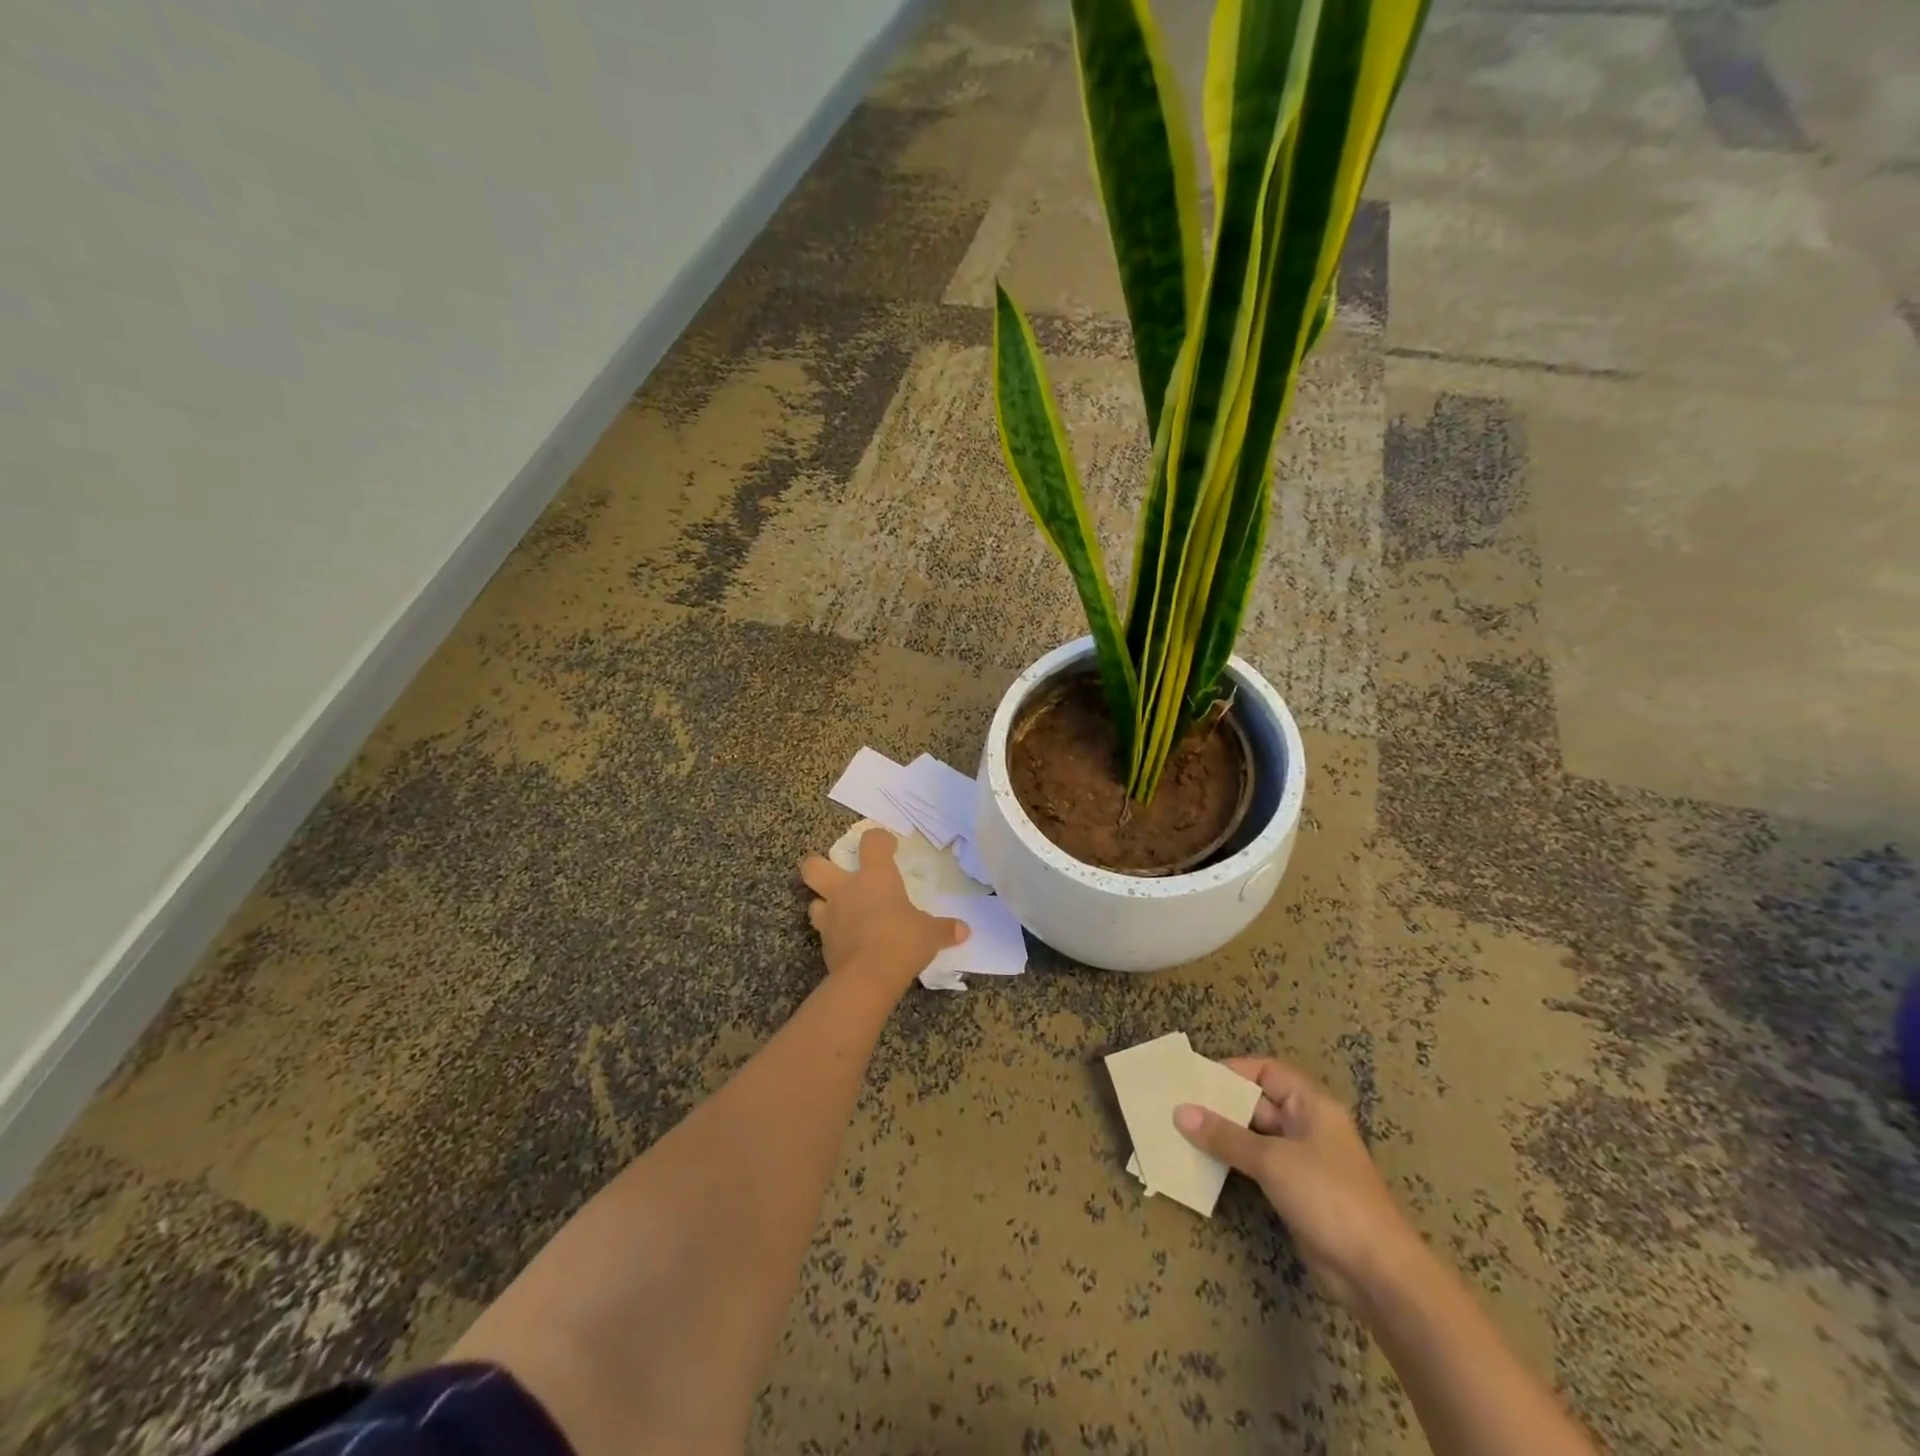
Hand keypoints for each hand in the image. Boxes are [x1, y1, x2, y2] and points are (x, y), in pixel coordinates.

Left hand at [800, 828, 967, 994]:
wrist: (868, 978)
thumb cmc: (902, 941)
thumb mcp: (930, 934)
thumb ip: (945, 929)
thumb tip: (964, 930)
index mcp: (875, 876)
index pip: (871, 842)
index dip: (879, 840)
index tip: (889, 846)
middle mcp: (846, 890)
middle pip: (814, 866)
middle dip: (820, 865)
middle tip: (838, 874)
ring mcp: (830, 916)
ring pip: (813, 900)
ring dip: (824, 903)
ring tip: (841, 911)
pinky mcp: (824, 943)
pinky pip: (823, 931)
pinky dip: (833, 933)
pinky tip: (847, 941)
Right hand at [1175, 1056, 1416, 1306]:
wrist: (1377, 1273)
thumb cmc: (1328, 1197)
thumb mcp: (1272, 1160)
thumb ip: (1225, 1135)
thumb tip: (1180, 1112)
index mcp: (1311, 1105)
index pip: (1266, 1071)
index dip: (1232, 1071)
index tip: (1195, 1080)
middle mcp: (1307, 1126)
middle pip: (1258, 1102)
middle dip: (1221, 1104)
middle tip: (1177, 1105)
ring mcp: (1303, 1161)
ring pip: (1255, 1135)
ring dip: (1223, 1135)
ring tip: (1181, 1132)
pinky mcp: (1296, 1191)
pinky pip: (1258, 1165)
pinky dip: (1233, 1161)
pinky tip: (1203, 1164)